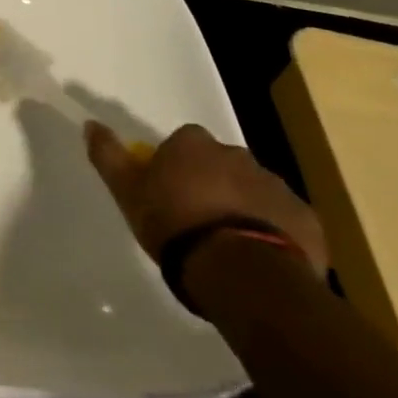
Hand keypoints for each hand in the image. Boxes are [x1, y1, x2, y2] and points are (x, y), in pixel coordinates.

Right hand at [84, 121, 328, 276]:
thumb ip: (109, 156)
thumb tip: (91, 124)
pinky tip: (260, 259)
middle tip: (198, 221)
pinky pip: (286, 220)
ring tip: (229, 246)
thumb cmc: (177, 226)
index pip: (182, 144)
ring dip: (243, 208)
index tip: (168, 194)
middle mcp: (237, 154)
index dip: (175, 167)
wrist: (242, 273)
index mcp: (194, 144)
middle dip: (212, 185)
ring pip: (254, 191)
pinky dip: (275, 232)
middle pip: (220, 164)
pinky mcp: (306, 219)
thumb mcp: (129, 192)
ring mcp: (276, 185)